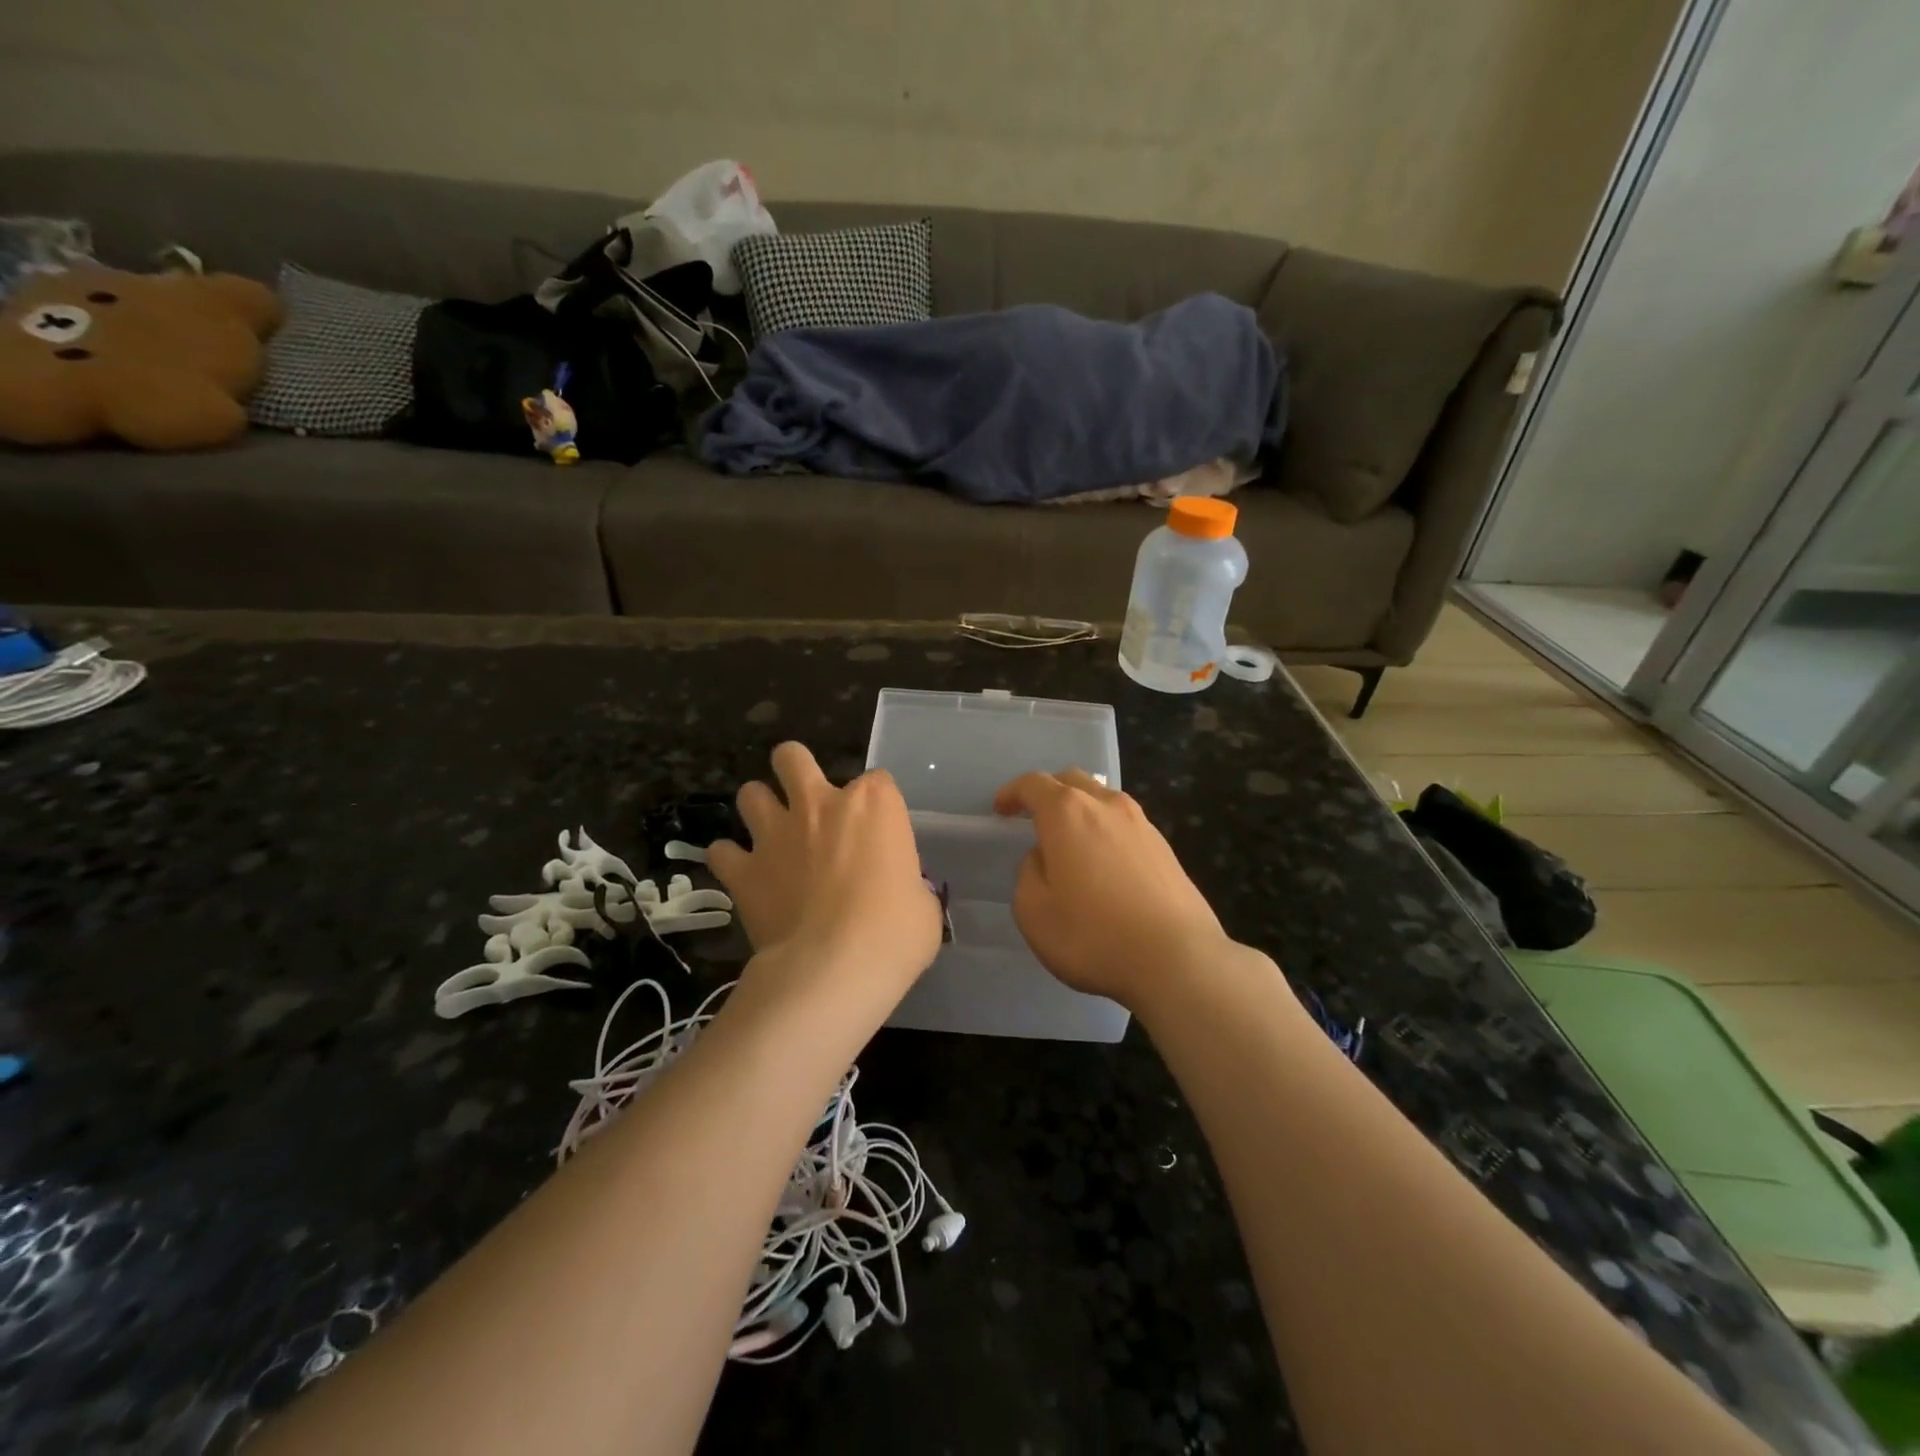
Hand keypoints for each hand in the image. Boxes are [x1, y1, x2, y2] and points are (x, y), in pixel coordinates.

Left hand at [708, 742, 942, 1013]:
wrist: (834, 969)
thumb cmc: (894, 933)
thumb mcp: (923, 904)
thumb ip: (907, 883)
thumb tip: (900, 892)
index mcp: (874, 804)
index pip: (878, 781)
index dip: (877, 805)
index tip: (879, 833)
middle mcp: (820, 804)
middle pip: (793, 757)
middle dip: (794, 768)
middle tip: (805, 799)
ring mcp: (776, 833)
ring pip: (750, 793)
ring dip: (759, 808)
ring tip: (770, 834)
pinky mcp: (743, 870)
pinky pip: (722, 851)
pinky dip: (730, 859)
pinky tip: (742, 874)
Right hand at [993, 769, 1239, 1008]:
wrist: (1177, 959)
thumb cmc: (1093, 935)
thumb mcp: (1033, 911)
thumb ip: (1029, 873)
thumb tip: (1045, 858)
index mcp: (1067, 812)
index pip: (1033, 784)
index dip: (1012, 793)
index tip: (1000, 810)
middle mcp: (1106, 805)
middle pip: (1072, 781)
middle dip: (1048, 792)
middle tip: (1033, 818)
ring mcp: (1142, 824)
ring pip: (1103, 800)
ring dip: (1081, 811)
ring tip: (1070, 843)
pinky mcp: (1165, 849)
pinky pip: (1125, 826)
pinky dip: (1106, 832)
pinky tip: (1105, 865)